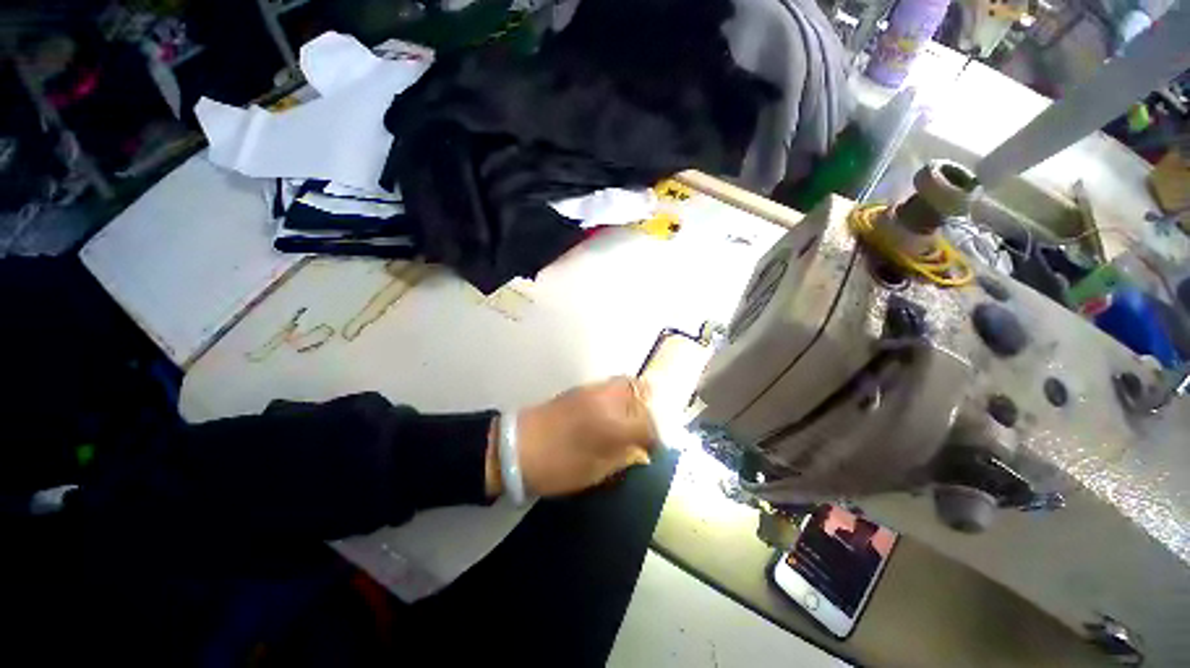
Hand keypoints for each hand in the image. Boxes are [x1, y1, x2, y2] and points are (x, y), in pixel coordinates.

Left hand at [485, 377, 657, 497]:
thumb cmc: (556, 467)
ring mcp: (594, 389)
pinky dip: (622, 394)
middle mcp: (608, 400)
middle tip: (647, 429)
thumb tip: (642, 451)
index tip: (654, 449)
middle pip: (643, 393)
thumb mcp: (594, 472)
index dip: (657, 438)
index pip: (649, 424)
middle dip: (652, 410)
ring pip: (629, 383)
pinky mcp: (582, 387)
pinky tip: (616, 410)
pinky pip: (613, 384)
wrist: (516, 446)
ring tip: (634, 418)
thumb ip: (623, 457)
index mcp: (613, 425)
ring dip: (638, 398)